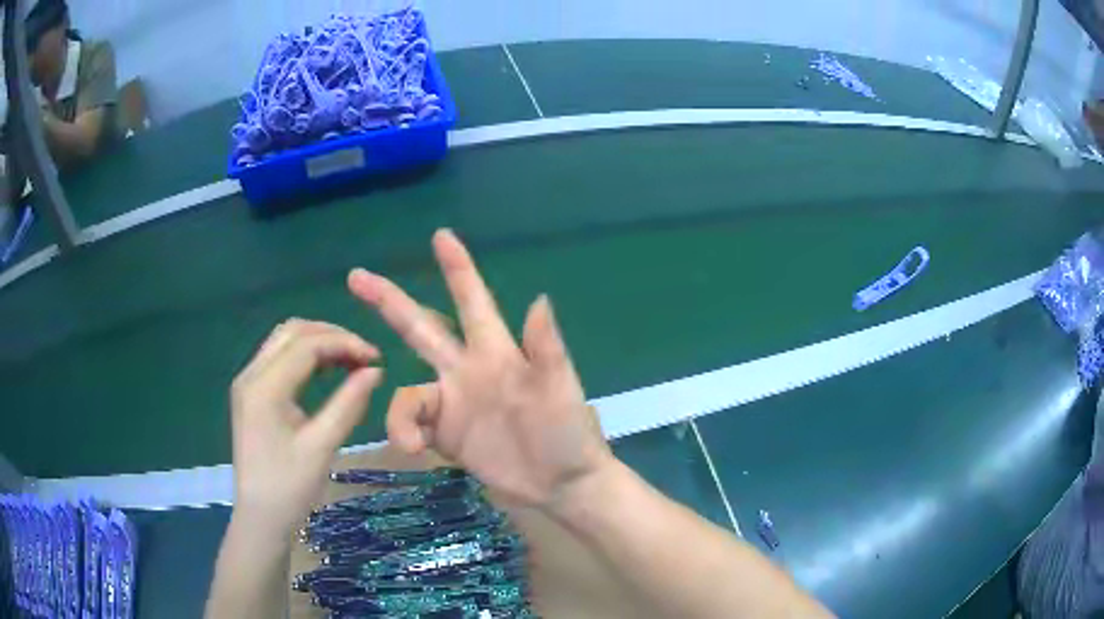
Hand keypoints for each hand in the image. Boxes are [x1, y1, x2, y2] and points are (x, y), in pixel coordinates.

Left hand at [229, 319, 382, 532]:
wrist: (260, 516)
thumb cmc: (290, 487)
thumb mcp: (322, 446)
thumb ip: (348, 404)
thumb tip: (375, 371)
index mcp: (264, 387)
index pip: (306, 344)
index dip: (344, 343)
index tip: (376, 358)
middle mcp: (251, 374)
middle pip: (292, 332)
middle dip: (331, 335)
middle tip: (364, 356)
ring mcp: (248, 383)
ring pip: (284, 341)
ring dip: (318, 343)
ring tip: (350, 361)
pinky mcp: (251, 394)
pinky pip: (279, 359)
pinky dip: (305, 357)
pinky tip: (327, 371)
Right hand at [348, 229, 611, 510]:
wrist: (560, 485)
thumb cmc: (568, 434)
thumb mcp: (561, 391)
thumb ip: (547, 349)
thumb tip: (539, 298)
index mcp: (496, 352)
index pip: (472, 301)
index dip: (458, 269)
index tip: (441, 235)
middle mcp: (466, 370)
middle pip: (420, 328)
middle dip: (389, 300)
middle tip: (356, 276)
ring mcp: (452, 404)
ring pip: (408, 392)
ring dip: (400, 413)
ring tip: (410, 440)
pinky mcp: (444, 435)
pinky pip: (410, 425)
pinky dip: (403, 433)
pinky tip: (414, 450)